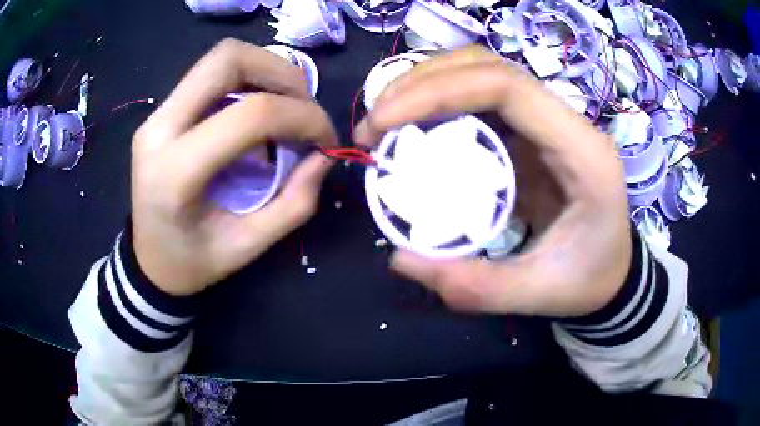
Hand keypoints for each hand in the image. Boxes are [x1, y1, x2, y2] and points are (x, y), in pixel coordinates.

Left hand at [131, 39, 336, 295]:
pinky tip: (259, 109)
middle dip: (282, 73)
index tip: (325, 140)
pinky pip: (211, 74)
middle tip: (305, 107)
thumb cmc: (192, 263)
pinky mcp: (162, 111)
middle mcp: (159, 129)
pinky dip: (248, 79)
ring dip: (266, 70)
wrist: (148, 261)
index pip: (249, 114)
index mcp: (175, 172)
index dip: (302, 117)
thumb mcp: (248, 246)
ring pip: (220, 57)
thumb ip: (294, 203)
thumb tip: (325, 156)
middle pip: (228, 59)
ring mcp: (156, 115)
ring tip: (287, 105)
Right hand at [355, 46, 631, 316]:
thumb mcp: (537, 293)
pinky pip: (482, 101)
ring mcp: (550, 122)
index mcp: (584, 153)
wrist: (613, 271)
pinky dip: (440, 105)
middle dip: (423, 82)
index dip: (441, 90)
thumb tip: (401, 258)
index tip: (386, 120)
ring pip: (483, 74)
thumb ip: (475, 285)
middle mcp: (569, 123)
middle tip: (375, 121)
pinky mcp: (532, 132)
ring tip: (386, 119)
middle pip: (490, 68)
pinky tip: (414, 128)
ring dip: (428, 86)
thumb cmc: (588, 280)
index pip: (510, 89)